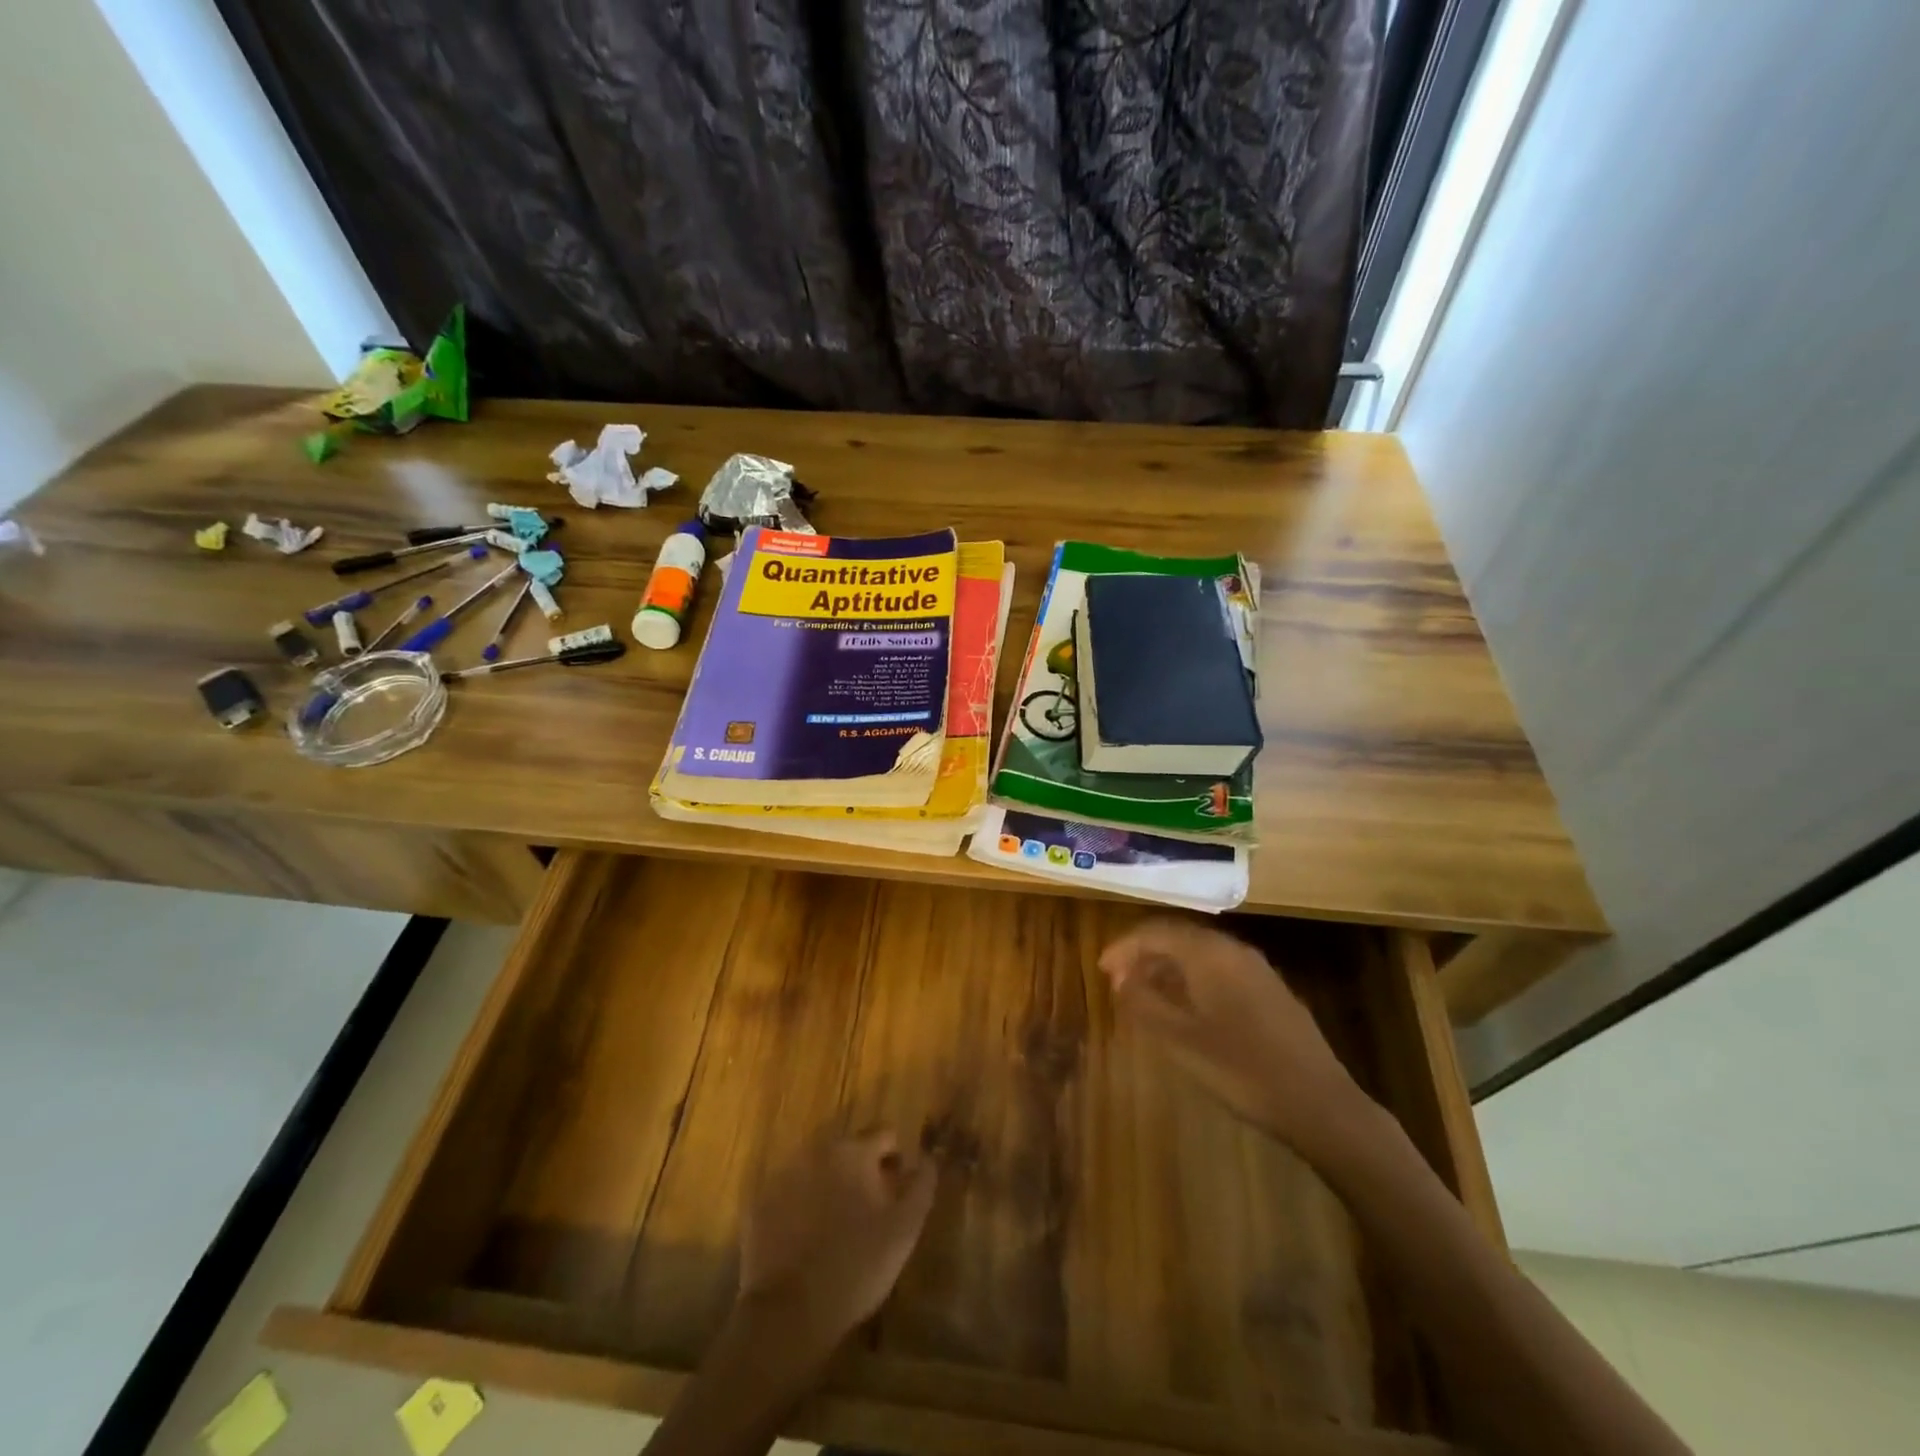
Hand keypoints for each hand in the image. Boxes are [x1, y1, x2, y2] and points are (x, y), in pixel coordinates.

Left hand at [738, 1130, 937, 1361]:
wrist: (790, 1314)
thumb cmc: (857, 1267)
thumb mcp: (904, 1229)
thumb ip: (922, 1185)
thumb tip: (928, 1157)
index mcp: (853, 1151)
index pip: (884, 1134)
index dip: (895, 1159)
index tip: (897, 1190)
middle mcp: (816, 1150)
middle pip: (848, 1149)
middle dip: (861, 1172)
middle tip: (868, 1212)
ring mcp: (783, 1174)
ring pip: (817, 1169)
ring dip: (830, 1186)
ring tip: (837, 1228)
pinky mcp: (759, 1203)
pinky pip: (789, 1194)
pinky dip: (801, 1207)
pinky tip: (807, 1241)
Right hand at [1099, 918, 1360, 1151]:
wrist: (1319, 1104)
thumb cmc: (1241, 1070)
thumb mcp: (1180, 1040)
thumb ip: (1144, 1004)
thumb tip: (1121, 979)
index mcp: (1210, 954)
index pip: (1156, 932)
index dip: (1124, 947)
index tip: (1102, 970)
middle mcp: (1234, 951)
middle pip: (1179, 937)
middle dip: (1144, 954)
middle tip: (1118, 981)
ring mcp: (1257, 970)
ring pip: (1200, 954)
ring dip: (1168, 967)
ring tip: (1144, 995)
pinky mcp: (1271, 992)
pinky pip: (1219, 970)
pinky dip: (1192, 979)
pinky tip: (1186, 1008)